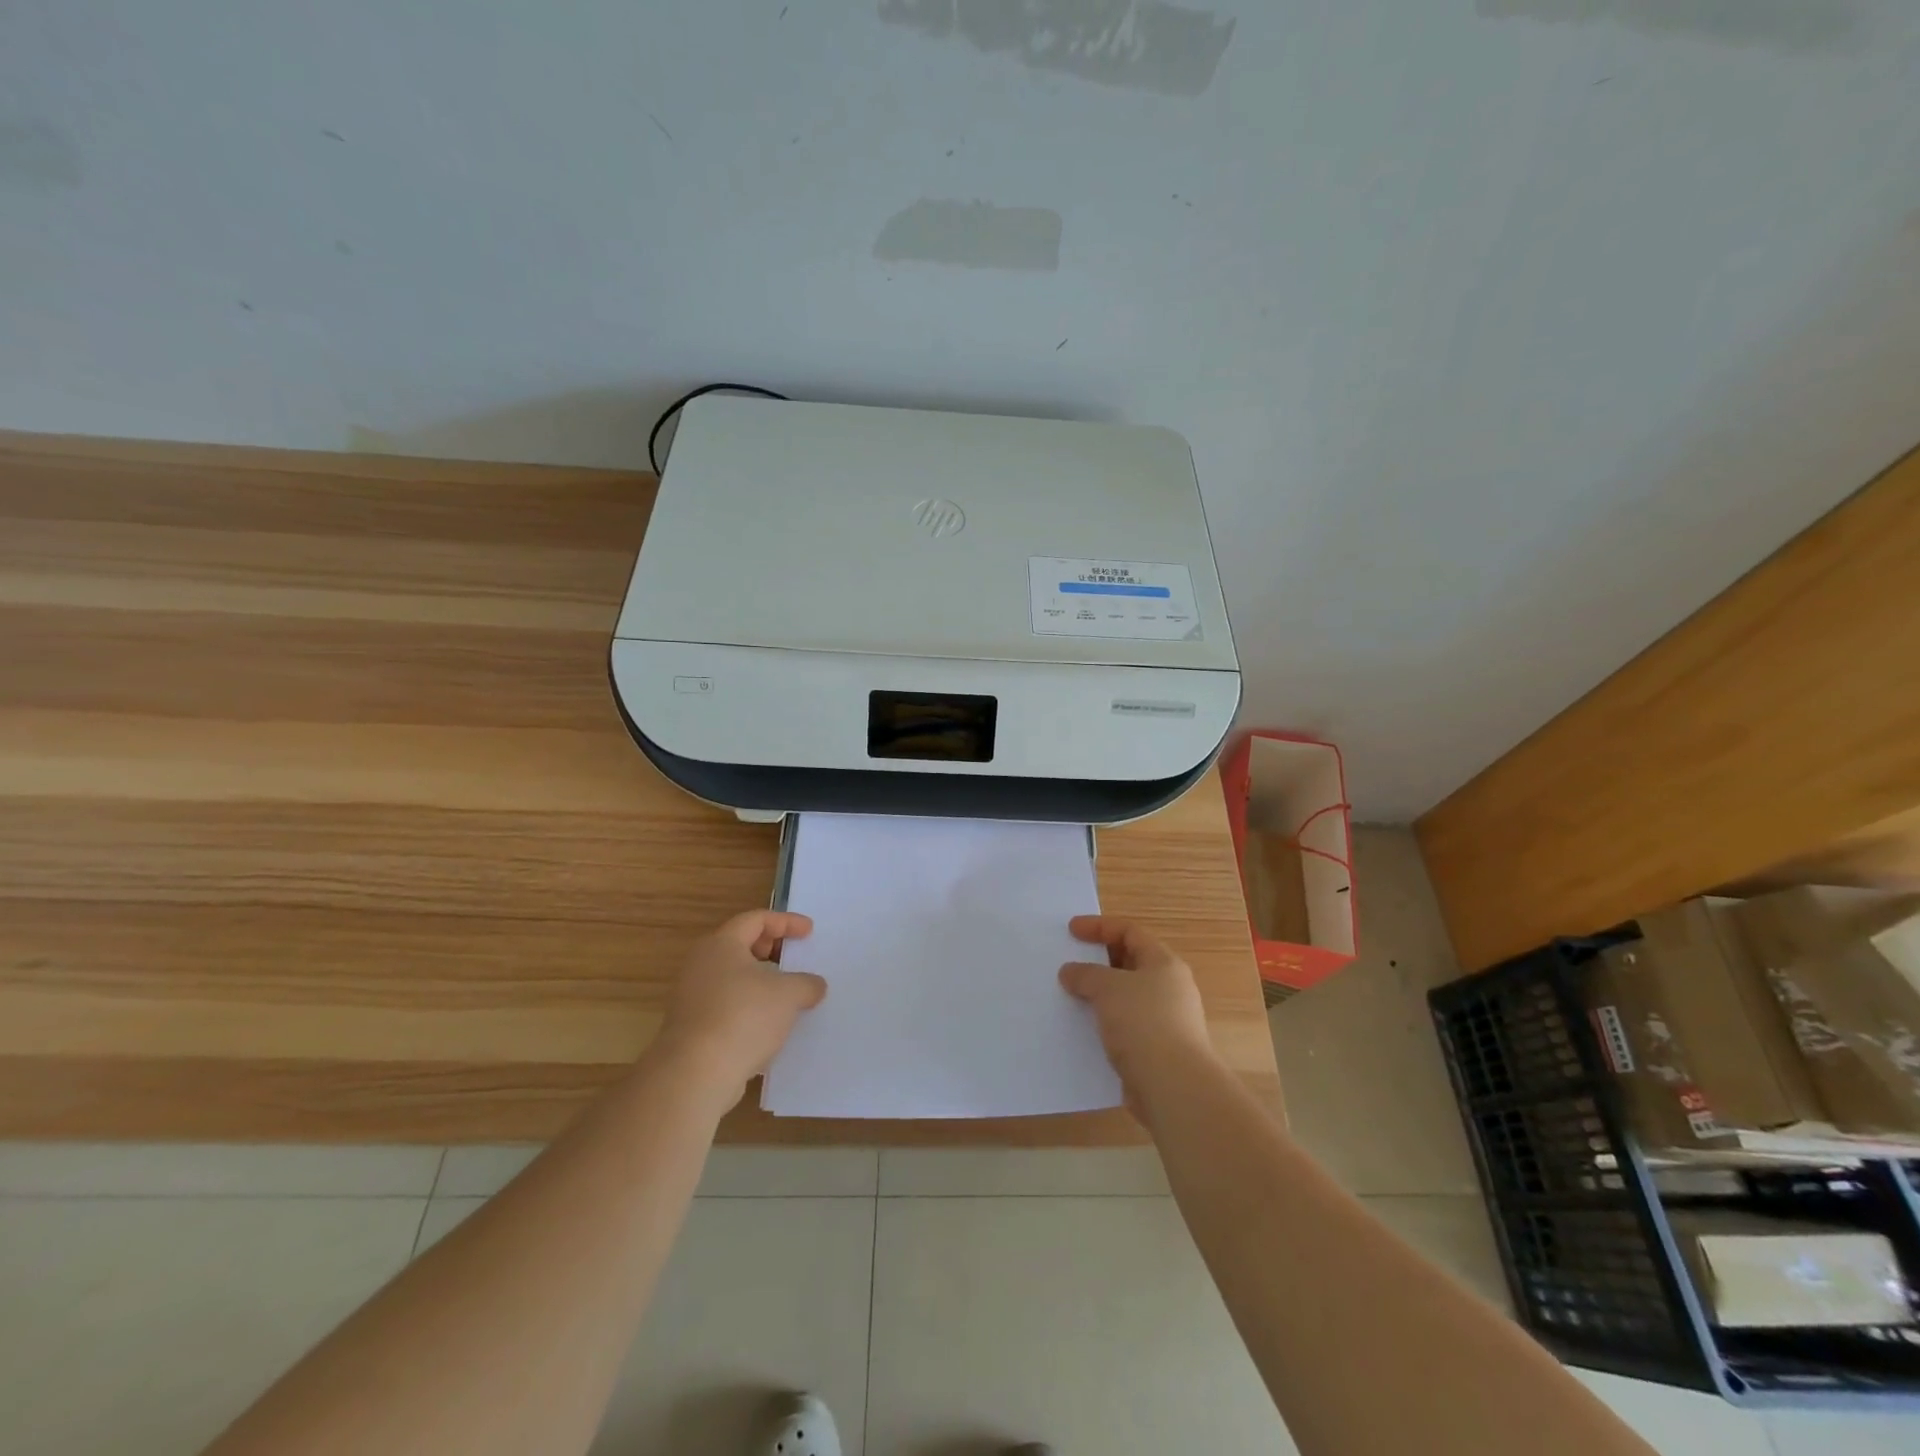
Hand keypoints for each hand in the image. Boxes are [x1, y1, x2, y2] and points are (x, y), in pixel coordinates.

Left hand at [652, 911, 827, 1104]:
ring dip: (760, 982)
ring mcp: (692, 997)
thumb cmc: (743, 1017)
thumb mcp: (788, 994)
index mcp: (721, 944)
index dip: (786, 922)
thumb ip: (807, 984)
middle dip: (771, 949)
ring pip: (732, 978)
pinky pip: (726, 1006)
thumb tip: (815, 986)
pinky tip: (769, 1026)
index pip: (756, 919)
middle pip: (740, 945)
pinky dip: (749, 1007)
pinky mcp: (692, 1027)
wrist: (695, 1074)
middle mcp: (701, 964)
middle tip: (793, 959)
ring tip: (786, 995)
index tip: (809, 932)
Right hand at [1060, 916, 1219, 1112]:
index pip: (1130, 932)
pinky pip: (1124, 1026)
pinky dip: (1104, 1022)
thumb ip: (1085, 974)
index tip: (1070, 931)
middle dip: (1098, 961)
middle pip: (1130, 963)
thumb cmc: (1144, 1023)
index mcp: (1164, 964)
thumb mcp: (1108, 988)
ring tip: (1070, 996)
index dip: (1099, 927)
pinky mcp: (1156, 1049)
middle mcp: (1169, 988)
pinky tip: (1083, 1029)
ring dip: (1099, 994)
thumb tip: (1070, 972)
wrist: (1173, 1086)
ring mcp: (1165, 1020)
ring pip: (1126, 997)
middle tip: (1069, 963)